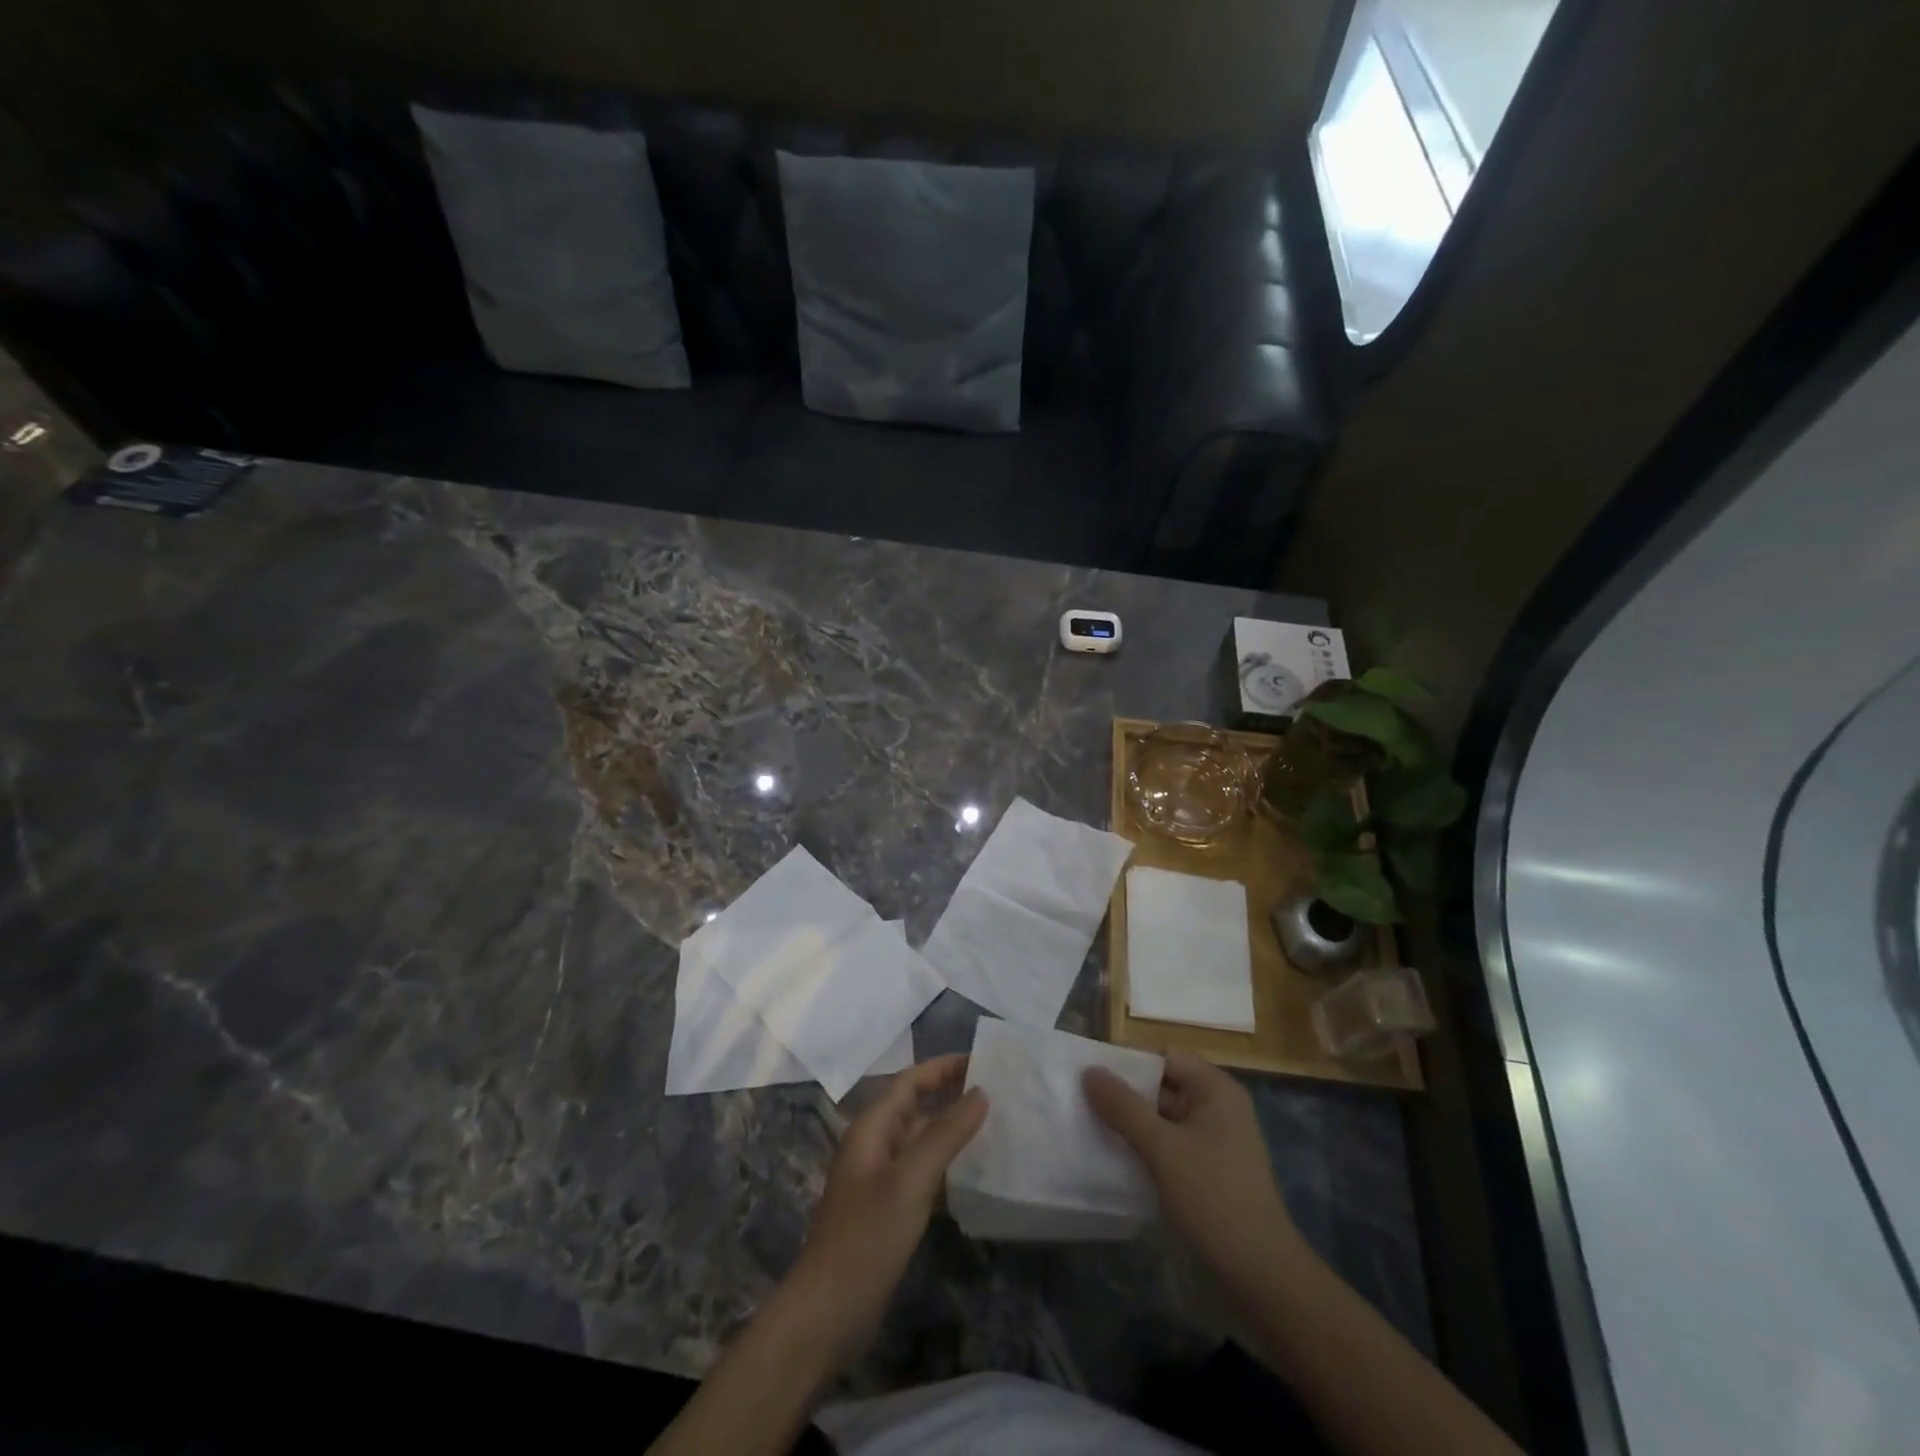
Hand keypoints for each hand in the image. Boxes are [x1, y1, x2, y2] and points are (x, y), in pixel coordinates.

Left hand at [788, 1054, 987, 1365]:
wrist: (828, 1312)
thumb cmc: (867, 1236)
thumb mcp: (911, 1180)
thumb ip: (946, 1134)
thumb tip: (980, 1092)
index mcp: (872, 1128)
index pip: (911, 1081)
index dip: (944, 1067)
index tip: (983, 1059)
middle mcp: (874, 1145)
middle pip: (915, 1106)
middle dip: (951, 1094)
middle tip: (997, 1090)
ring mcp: (880, 1178)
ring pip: (920, 1139)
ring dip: (951, 1128)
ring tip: (993, 1124)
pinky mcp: (888, 1209)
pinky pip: (922, 1171)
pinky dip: (946, 1163)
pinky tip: (973, 1172)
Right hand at [1084, 1049, 1306, 1281]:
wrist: (1261, 1277)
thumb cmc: (1214, 1199)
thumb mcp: (1162, 1149)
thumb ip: (1123, 1107)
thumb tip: (1089, 1071)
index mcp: (1215, 1089)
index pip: (1165, 1056)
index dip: (1128, 1062)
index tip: (1092, 1077)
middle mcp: (1217, 1106)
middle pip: (1163, 1085)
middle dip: (1126, 1094)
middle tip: (1083, 1103)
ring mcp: (1214, 1140)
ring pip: (1164, 1117)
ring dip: (1132, 1123)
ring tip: (1091, 1128)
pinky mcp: (1208, 1170)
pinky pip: (1170, 1144)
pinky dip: (1146, 1147)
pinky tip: (1117, 1158)